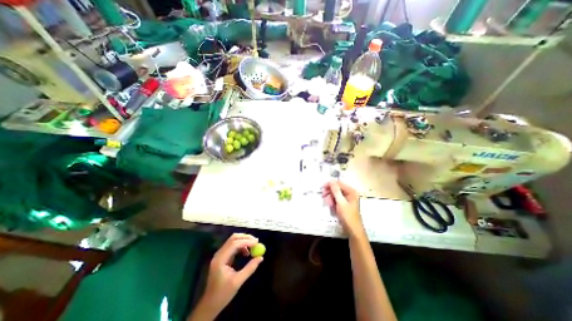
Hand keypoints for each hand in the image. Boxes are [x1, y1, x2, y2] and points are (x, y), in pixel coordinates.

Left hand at [198, 232, 261, 317]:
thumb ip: (250, 268)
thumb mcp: (238, 282)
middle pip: (233, 238)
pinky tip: (246, 252)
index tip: (257, 242)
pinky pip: (232, 246)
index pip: (234, 244)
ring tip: (253, 246)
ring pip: (233, 240)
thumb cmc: (223, 294)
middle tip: (256, 241)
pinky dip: (241, 246)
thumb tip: (261, 257)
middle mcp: (219, 254)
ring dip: (243, 241)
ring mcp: (220, 254)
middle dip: (245, 238)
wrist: (210, 304)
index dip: (246, 241)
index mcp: (221, 260)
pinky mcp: (222, 256)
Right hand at [323, 180, 363, 237]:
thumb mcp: (341, 202)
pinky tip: (331, 207)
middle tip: (323, 196)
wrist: (353, 230)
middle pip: (336, 189)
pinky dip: (332, 203)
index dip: (330, 184)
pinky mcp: (343, 205)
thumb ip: (335, 191)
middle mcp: (349, 194)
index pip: (339, 184)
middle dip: (330, 192)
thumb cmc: (348, 216)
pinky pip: (336, 200)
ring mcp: (346, 199)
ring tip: (328, 204)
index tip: (322, 187)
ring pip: (335, 195)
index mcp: (351, 191)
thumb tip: (331, 180)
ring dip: (330, 198)